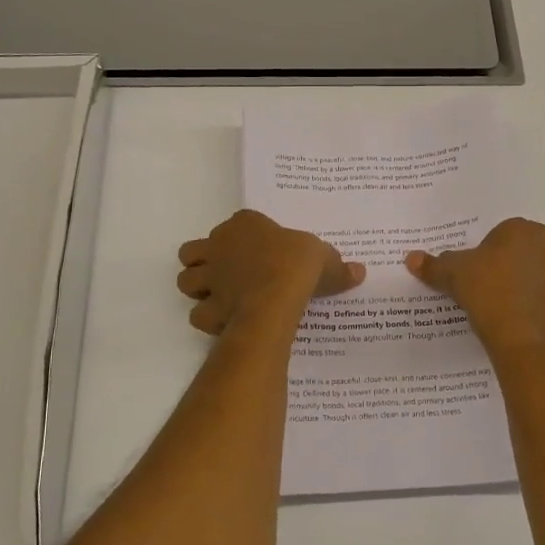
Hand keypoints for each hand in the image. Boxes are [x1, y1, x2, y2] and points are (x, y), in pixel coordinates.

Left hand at [176, 210, 364, 335]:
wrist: (277, 294)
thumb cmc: (298, 264)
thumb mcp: (326, 258)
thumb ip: (337, 266)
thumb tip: (359, 271)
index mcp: (245, 224)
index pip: (238, 222)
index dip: (244, 235)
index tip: (261, 249)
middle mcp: (219, 245)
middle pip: (194, 250)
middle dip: (204, 262)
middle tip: (227, 274)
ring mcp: (210, 276)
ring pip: (185, 279)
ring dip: (198, 288)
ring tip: (219, 298)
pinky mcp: (208, 306)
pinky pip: (198, 313)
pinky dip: (208, 319)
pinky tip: (224, 322)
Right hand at [406, 218, 544, 352]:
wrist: (510, 330)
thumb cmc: (483, 286)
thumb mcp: (451, 271)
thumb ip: (433, 264)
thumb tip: (410, 258)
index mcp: (523, 232)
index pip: (514, 229)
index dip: (498, 241)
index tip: (482, 256)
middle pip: (528, 251)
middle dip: (513, 260)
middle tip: (487, 274)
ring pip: (536, 277)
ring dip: (522, 283)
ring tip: (494, 297)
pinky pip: (537, 304)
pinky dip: (525, 309)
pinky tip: (506, 318)